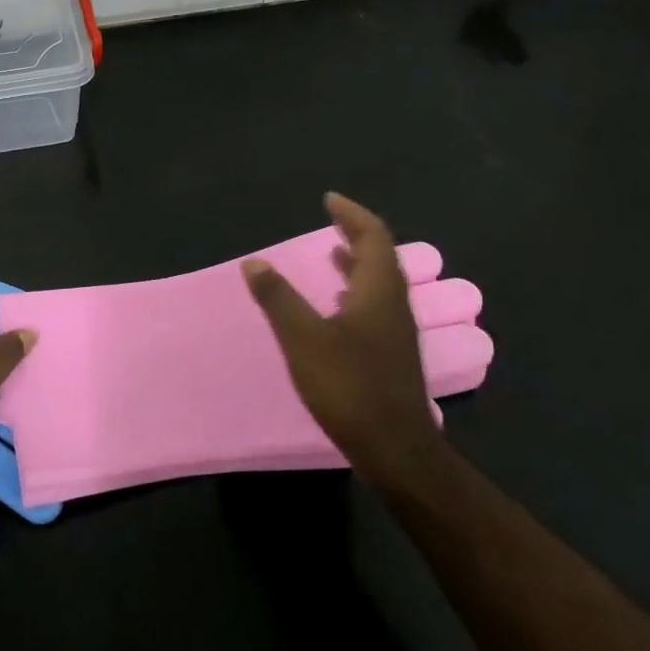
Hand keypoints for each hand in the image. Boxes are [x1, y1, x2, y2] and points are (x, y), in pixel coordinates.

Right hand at [242, 192, 442, 490]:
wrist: (395, 450)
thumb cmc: (349, 387)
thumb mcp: (303, 338)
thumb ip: (278, 298)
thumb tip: (254, 263)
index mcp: (378, 291)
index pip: (373, 236)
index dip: (352, 215)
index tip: (329, 199)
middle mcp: (393, 304)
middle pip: (381, 256)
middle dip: (356, 234)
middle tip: (331, 220)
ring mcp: (396, 331)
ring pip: (380, 282)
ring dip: (358, 262)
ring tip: (333, 254)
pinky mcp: (391, 353)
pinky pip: (376, 304)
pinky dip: (356, 289)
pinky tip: (338, 304)